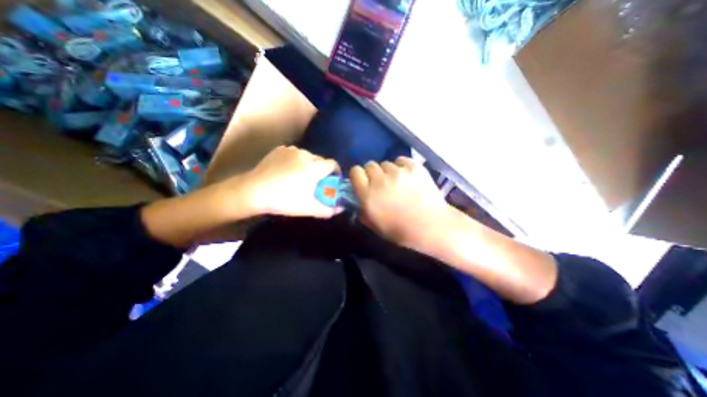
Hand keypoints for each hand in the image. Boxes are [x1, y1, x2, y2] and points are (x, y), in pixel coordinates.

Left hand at [234, 145, 339, 217]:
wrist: (253, 191)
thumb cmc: (284, 200)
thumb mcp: (308, 208)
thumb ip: (328, 210)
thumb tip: (340, 209)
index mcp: (315, 167)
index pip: (333, 164)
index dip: (336, 172)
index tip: (332, 181)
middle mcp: (305, 155)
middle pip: (321, 160)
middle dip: (322, 170)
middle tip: (315, 182)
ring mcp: (291, 150)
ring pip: (307, 156)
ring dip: (309, 165)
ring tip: (300, 176)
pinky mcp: (279, 149)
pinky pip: (294, 153)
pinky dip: (296, 160)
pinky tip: (287, 171)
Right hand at [350, 157, 454, 252]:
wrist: (430, 226)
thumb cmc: (400, 230)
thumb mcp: (374, 225)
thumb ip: (362, 210)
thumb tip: (359, 199)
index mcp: (368, 195)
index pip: (355, 172)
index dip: (358, 175)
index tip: (363, 181)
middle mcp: (380, 180)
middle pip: (370, 165)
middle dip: (373, 173)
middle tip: (381, 183)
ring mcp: (398, 172)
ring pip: (386, 163)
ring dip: (388, 171)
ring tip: (397, 182)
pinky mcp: (414, 167)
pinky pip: (401, 160)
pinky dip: (402, 167)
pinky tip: (408, 177)